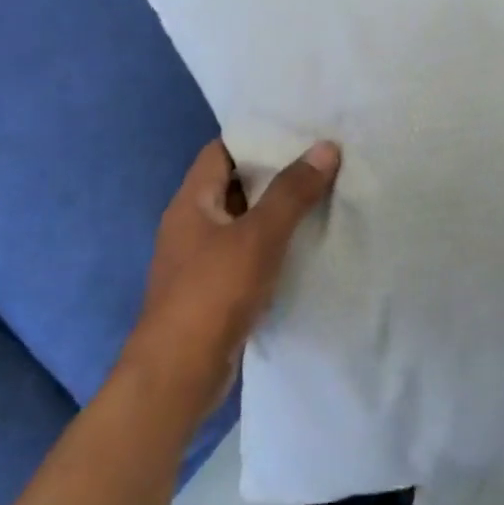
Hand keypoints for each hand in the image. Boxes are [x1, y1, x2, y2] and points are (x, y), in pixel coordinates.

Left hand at [123, 137, 340, 422]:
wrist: (178, 375)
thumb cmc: (213, 293)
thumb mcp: (258, 237)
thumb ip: (292, 192)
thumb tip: (325, 147)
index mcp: (191, 202)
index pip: (221, 151)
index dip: (255, 136)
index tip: (297, 130)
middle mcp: (191, 225)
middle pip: (234, 185)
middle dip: (274, 173)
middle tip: (321, 161)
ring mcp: (199, 260)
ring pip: (242, 222)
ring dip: (275, 212)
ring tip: (322, 197)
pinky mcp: (213, 291)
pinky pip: (245, 254)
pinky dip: (271, 246)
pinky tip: (304, 247)